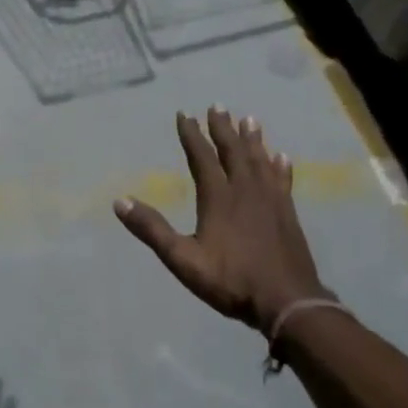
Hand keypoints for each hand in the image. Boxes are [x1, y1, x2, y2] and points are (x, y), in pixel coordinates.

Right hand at [114, 108, 330, 332]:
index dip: (192, 135)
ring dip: (252, 139)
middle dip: (223, 128)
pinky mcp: (287, 213)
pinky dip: (279, 166)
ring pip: (259, 160)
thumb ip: (152, 230)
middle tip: (218, 106)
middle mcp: (245, 190)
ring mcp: (270, 200)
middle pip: (233, 151)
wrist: (287, 301)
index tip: (185, 114)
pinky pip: (282, 180)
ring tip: (249, 119)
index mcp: (218, 198)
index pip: (202, 157)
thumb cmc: (231, 280)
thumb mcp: (183, 259)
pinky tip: (281, 157)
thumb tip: (119, 201)